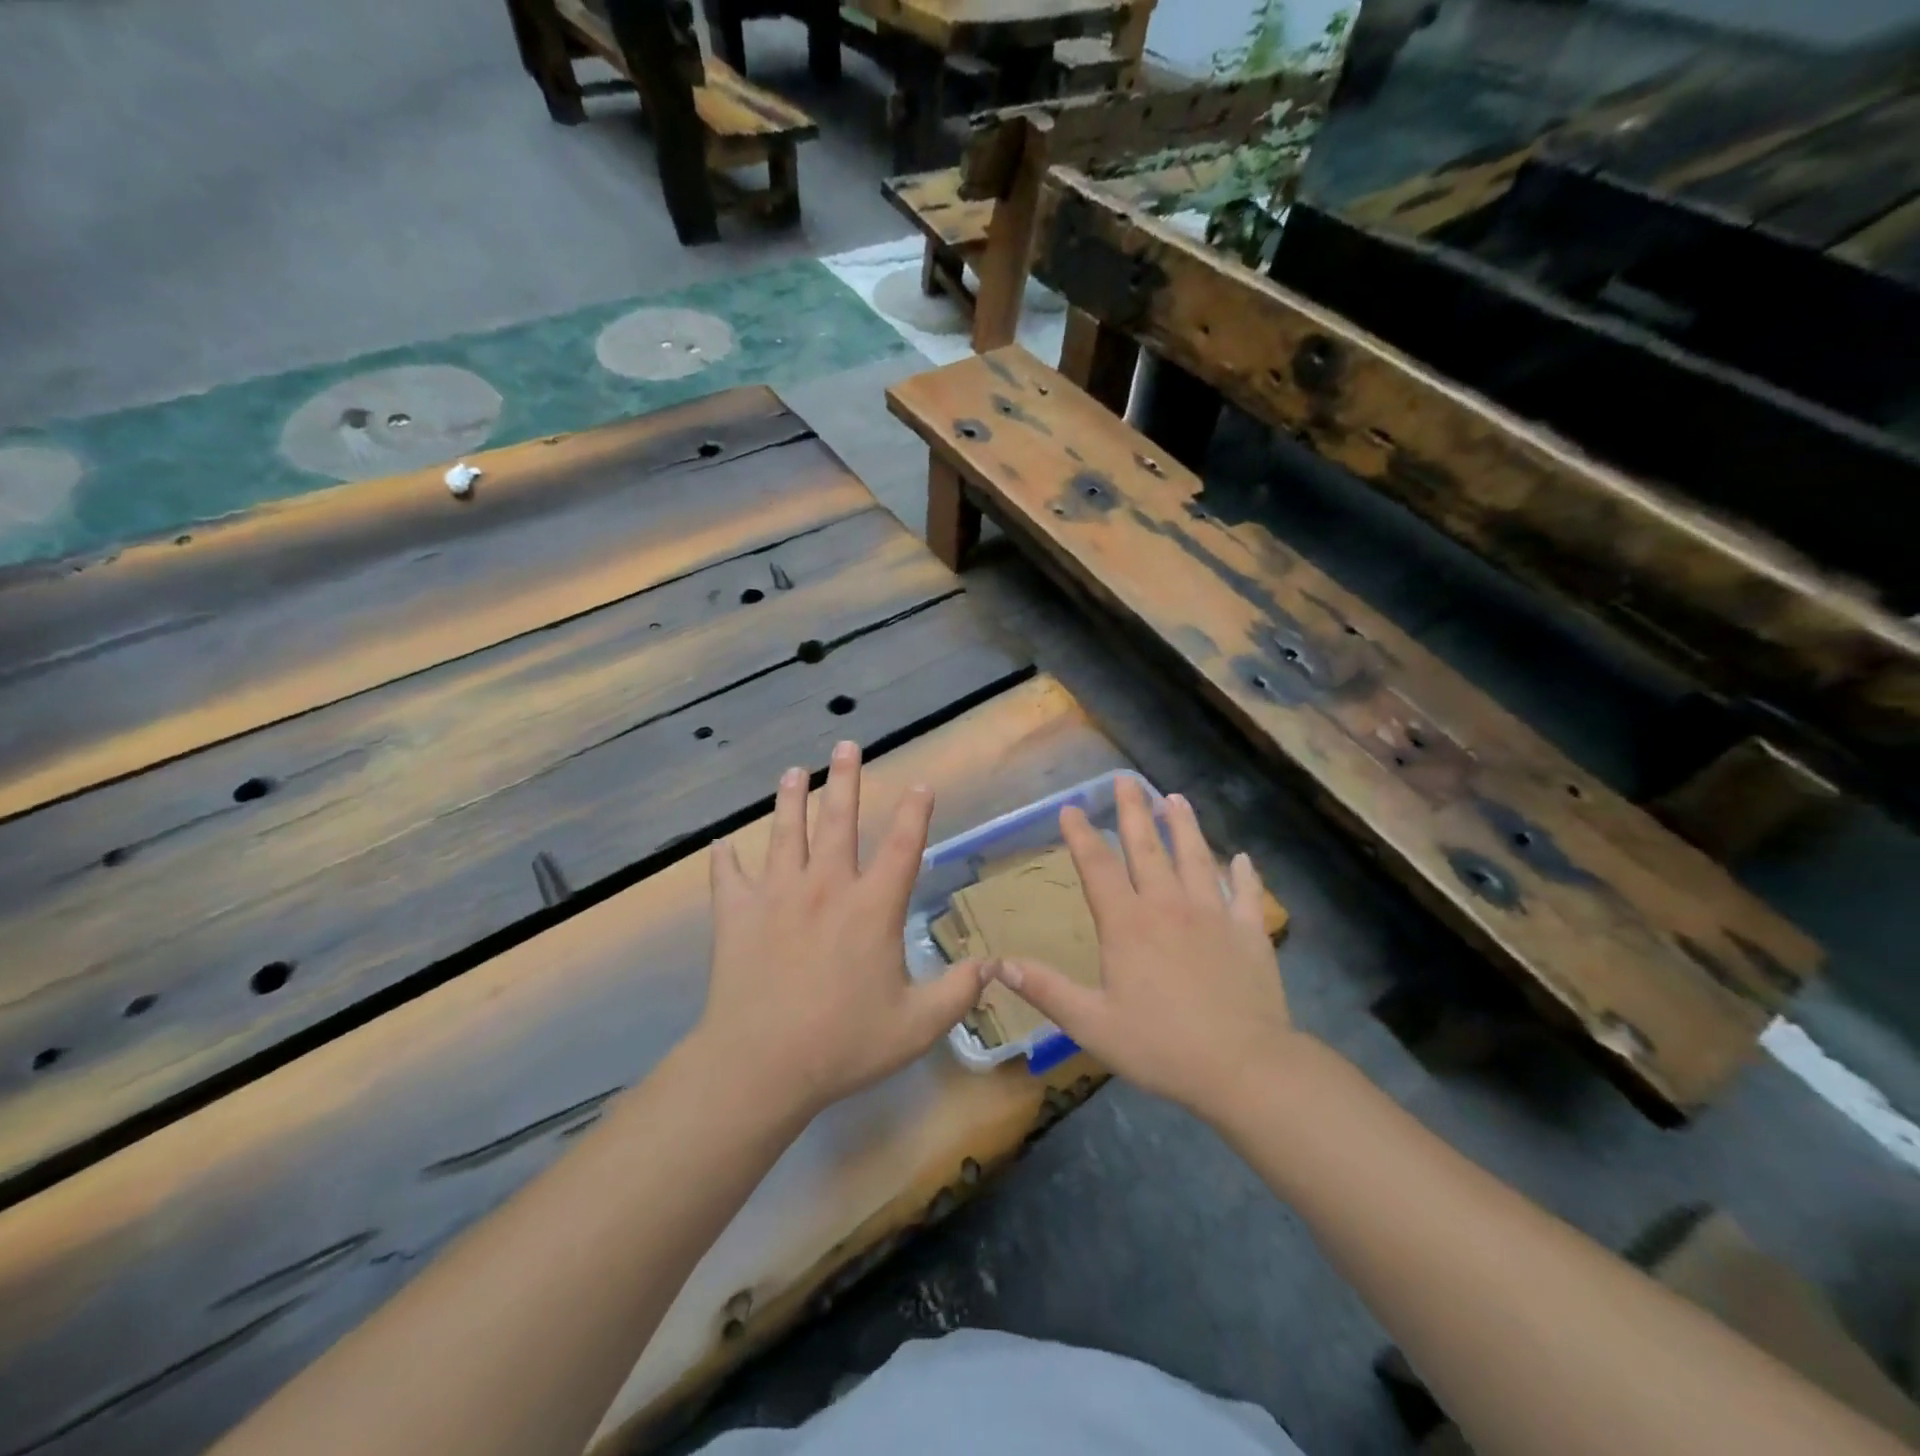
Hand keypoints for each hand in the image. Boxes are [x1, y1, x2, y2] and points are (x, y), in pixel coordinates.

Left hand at [701, 741, 988, 1116]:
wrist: (761, 1063)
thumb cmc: (844, 1043)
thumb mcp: (917, 1026)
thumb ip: (957, 992)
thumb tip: (989, 965)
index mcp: (872, 907)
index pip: (903, 846)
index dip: (915, 812)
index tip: (920, 784)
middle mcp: (826, 887)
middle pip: (838, 821)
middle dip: (845, 780)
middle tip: (845, 745)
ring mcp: (777, 895)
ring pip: (785, 834)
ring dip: (790, 800)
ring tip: (792, 772)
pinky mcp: (737, 914)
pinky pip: (728, 877)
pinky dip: (725, 860)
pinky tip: (720, 845)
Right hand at [992, 779, 1292, 1116]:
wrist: (1244, 1067)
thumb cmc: (1161, 1046)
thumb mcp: (1092, 1024)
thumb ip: (1046, 990)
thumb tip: (997, 964)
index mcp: (1128, 924)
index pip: (1098, 868)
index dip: (1082, 836)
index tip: (1071, 807)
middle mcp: (1169, 907)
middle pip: (1147, 849)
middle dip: (1133, 811)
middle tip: (1126, 779)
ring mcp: (1213, 915)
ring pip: (1195, 858)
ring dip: (1184, 826)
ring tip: (1175, 798)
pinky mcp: (1249, 933)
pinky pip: (1245, 895)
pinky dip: (1243, 874)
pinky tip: (1241, 858)